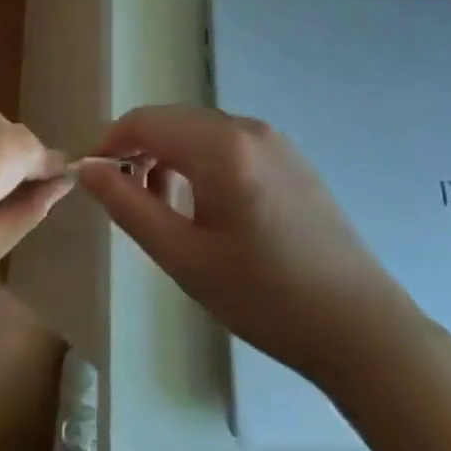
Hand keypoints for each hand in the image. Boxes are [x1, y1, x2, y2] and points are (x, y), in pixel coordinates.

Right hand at [78, 105, 417, 384]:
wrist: (363, 329)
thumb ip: (129, 207)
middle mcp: (246, 127)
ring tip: (164, 209)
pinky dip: (202, 161)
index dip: (110, 141)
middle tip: (126, 199)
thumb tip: (87, 168)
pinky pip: (229, 143)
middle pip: (172, 121)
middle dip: (139, 150)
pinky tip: (207, 207)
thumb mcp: (186, 258)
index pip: (145, 121)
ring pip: (200, 131)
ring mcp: (273, 139)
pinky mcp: (290, 157)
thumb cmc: (266, 298)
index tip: (92, 176)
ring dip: (170, 156)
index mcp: (220, 146)